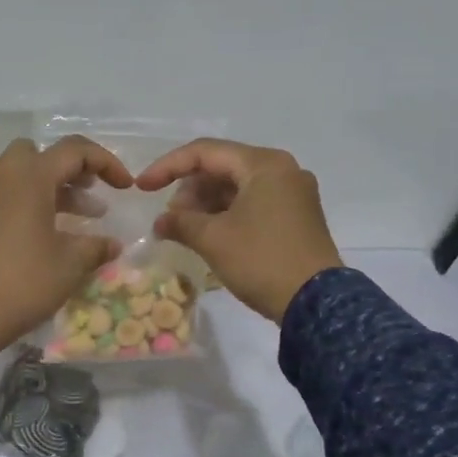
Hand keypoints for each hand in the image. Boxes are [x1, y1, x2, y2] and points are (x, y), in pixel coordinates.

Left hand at [0, 136, 132, 372]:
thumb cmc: (25, 282)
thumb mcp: (70, 264)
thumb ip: (95, 247)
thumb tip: (113, 245)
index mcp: (30, 178)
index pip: (74, 151)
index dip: (106, 162)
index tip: (125, 187)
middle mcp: (4, 178)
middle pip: (40, 153)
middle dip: (70, 167)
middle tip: (91, 190)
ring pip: (22, 174)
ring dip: (53, 186)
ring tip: (83, 217)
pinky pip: (9, 194)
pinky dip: (32, 201)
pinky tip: (50, 233)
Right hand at [135, 139, 341, 322]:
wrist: (315, 303)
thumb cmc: (261, 260)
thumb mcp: (213, 239)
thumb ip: (180, 222)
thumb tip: (161, 222)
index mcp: (264, 165)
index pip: (204, 152)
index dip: (167, 167)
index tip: (142, 188)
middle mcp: (282, 170)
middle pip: (222, 167)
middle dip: (189, 189)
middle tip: (170, 218)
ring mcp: (293, 194)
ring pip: (237, 186)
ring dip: (206, 204)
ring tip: (185, 229)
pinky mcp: (296, 217)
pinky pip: (253, 203)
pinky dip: (226, 214)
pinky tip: (209, 234)